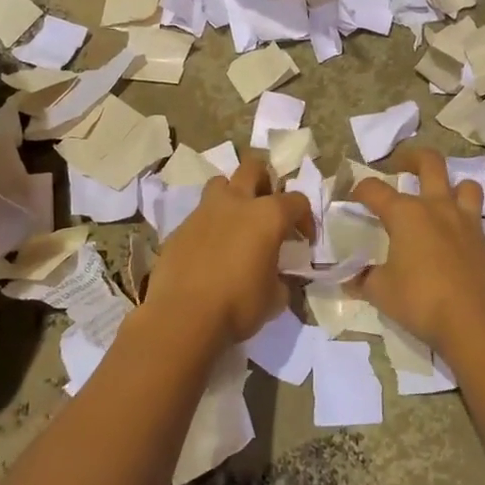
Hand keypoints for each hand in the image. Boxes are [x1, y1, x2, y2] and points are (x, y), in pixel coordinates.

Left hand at [147, 154, 312, 344]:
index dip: (305, 219)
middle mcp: (236, 203)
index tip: (304, 240)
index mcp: (267, 216)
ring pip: (220, 183)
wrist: (182, 317)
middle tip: (267, 208)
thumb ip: (280, 280)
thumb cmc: (238, 305)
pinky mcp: (180, 228)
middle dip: (264, 182)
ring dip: (231, 195)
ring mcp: (204, 211)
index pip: (297, 201)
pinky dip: (208, 226)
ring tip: (235, 222)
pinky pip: (198, 216)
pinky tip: (209, 251)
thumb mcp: (274, 299)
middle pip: (253, 168)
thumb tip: (277, 279)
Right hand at [351, 149, 484, 354]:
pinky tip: (453, 236)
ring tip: (438, 197)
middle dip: (411, 157)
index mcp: (406, 214)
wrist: (476, 323)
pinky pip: (475, 215)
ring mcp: (465, 222)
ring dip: (450, 185)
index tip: (351, 197)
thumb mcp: (381, 292)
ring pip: (464, 184)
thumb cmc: (422, 301)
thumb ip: (363, 279)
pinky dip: (463, 217)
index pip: (375, 190)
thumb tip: (351, 277)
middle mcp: (437, 208)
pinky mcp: (484, 241)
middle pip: (429, 163)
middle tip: (400, 166)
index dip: (359, 190)